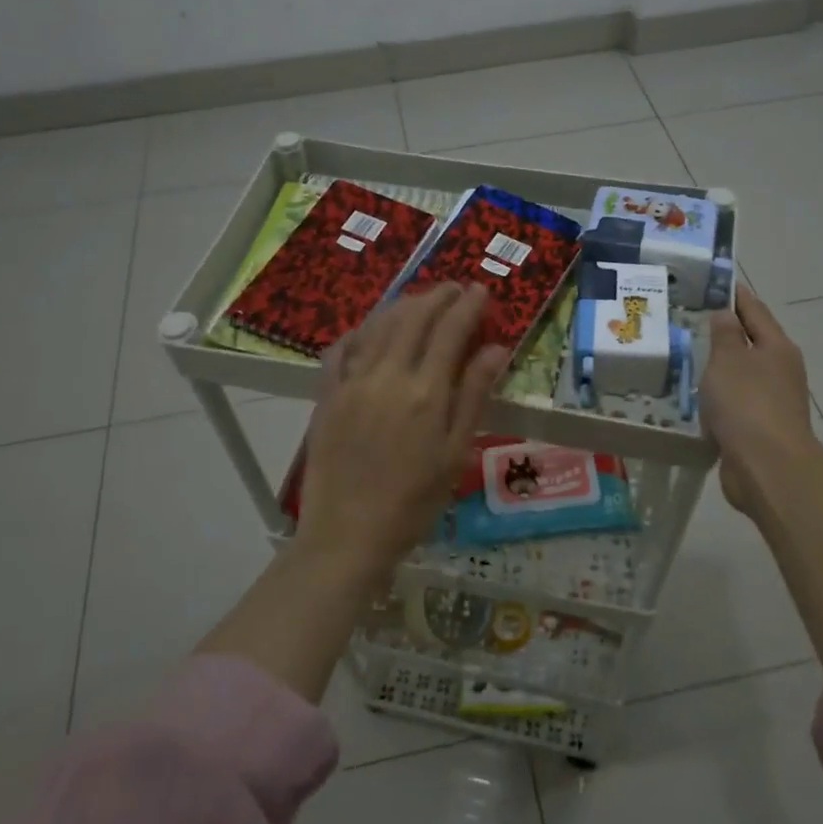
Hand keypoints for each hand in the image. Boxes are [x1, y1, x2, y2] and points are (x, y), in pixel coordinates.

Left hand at [297, 284, 510, 575]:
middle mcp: (387, 376)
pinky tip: (370, 329)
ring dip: (402, 306)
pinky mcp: (326, 395)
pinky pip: (341, 349)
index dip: (467, 306)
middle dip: (436, 296)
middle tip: (453, 289)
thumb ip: (473, 396)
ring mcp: (351, 383)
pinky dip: (360, 331)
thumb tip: (495, 348)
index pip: (450, 331)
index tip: (480, 291)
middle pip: (412, 318)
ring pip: (377, 326)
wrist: (348, 534)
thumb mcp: (454, 453)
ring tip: (420, 300)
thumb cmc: (413, 502)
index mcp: (425, 392)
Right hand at [701, 284, 822, 518]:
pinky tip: (698, 397)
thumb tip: (726, 314)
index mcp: (777, 347)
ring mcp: (773, 401)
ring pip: (743, 375)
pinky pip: (736, 403)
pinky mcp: (760, 428)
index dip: (737, 296)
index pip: (755, 311)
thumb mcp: (729, 360)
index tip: (719, 282)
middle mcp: (780, 371)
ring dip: (722, 367)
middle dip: (728, 331)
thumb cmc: (747, 403)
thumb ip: (725, 335)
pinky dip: (719, 396)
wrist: (766, 467)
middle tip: (695, 318)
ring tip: (690, 356)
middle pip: (753, 342)